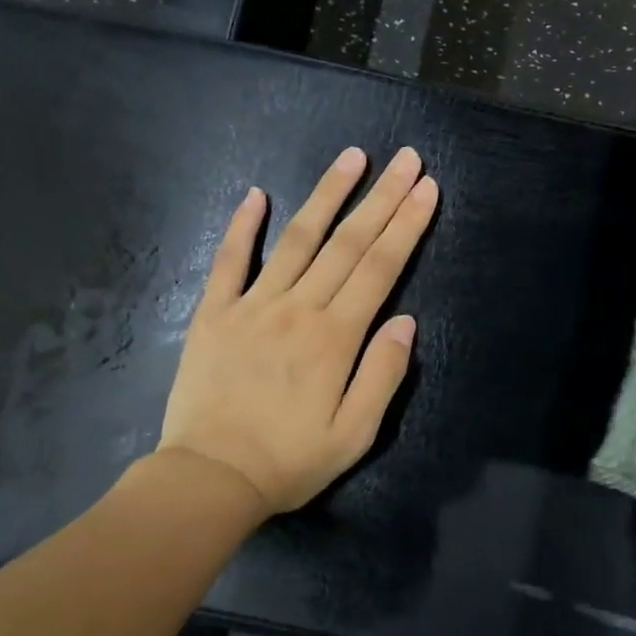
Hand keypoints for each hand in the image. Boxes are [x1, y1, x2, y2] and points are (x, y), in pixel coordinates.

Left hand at [158, 146, 437, 514]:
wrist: (210, 478)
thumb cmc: (290, 461)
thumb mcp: (355, 433)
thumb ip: (383, 374)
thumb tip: (406, 320)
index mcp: (336, 337)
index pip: (379, 268)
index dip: (406, 225)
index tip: (426, 188)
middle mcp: (298, 309)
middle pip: (346, 243)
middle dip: (381, 197)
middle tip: (405, 157)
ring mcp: (253, 305)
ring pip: (296, 239)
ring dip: (326, 195)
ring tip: (351, 157)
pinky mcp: (215, 314)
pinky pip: (230, 261)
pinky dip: (243, 226)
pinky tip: (256, 194)